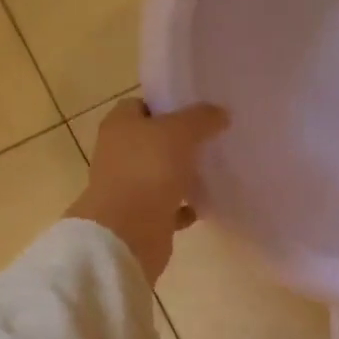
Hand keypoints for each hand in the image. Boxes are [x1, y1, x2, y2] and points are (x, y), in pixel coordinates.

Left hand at [67, 99, 228, 280]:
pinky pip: (166, 207)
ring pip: (159, 174)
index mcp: (119, 126)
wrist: (127, 233)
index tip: (197, 113)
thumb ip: (201, 119)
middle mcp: (118, 153)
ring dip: (182, 175)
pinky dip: (183, 208)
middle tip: (211, 141)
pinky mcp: (139, 217)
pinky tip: (203, 206)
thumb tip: (220, 113)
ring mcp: (127, 187)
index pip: (141, 105)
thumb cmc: (148, 170)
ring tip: (212, 172)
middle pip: (151, 141)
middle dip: (178, 142)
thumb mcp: (180, 132)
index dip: (167, 106)